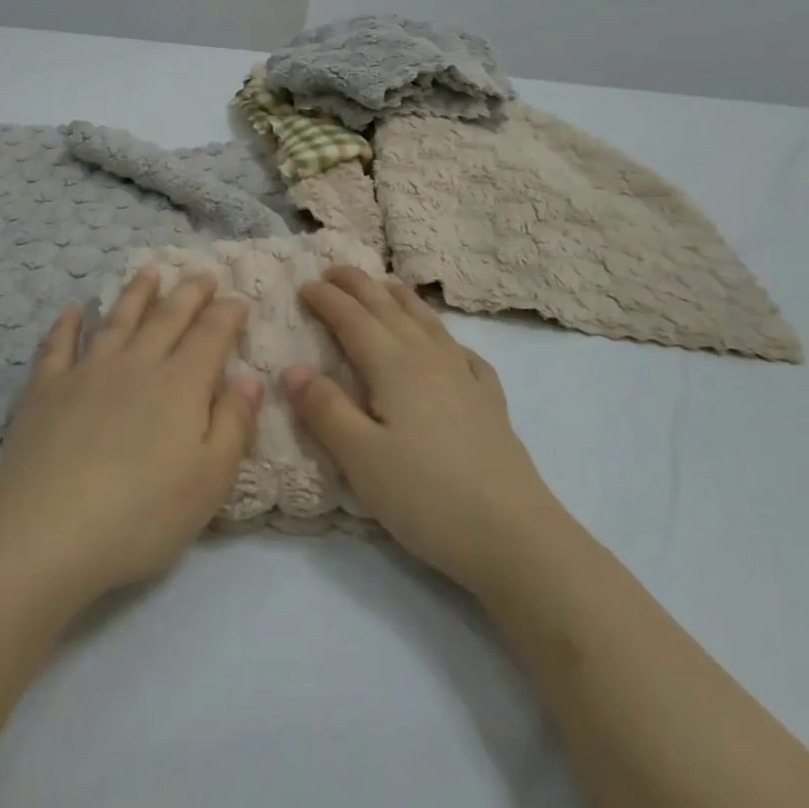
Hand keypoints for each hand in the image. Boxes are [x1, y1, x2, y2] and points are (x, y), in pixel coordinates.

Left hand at [0, 268, 263, 603]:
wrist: (47, 532)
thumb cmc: (142, 515)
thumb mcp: (210, 480)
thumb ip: (234, 424)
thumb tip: (250, 378)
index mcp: (180, 385)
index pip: (211, 335)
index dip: (228, 314)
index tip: (239, 300)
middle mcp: (137, 364)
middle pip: (167, 317)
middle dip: (189, 292)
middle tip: (203, 274)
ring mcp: (87, 372)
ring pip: (117, 320)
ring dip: (136, 293)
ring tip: (149, 272)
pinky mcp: (46, 389)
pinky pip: (58, 344)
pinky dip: (67, 324)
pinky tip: (73, 309)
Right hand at [285, 267, 555, 594]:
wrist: (514, 537)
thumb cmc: (426, 496)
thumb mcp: (361, 458)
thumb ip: (325, 409)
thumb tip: (294, 367)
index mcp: (394, 366)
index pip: (353, 319)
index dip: (327, 299)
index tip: (304, 285)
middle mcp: (429, 359)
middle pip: (389, 310)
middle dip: (359, 285)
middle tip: (334, 270)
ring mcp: (465, 378)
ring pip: (427, 323)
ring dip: (401, 299)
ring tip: (386, 284)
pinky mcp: (490, 404)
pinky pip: (464, 354)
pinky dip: (447, 337)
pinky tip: (449, 345)